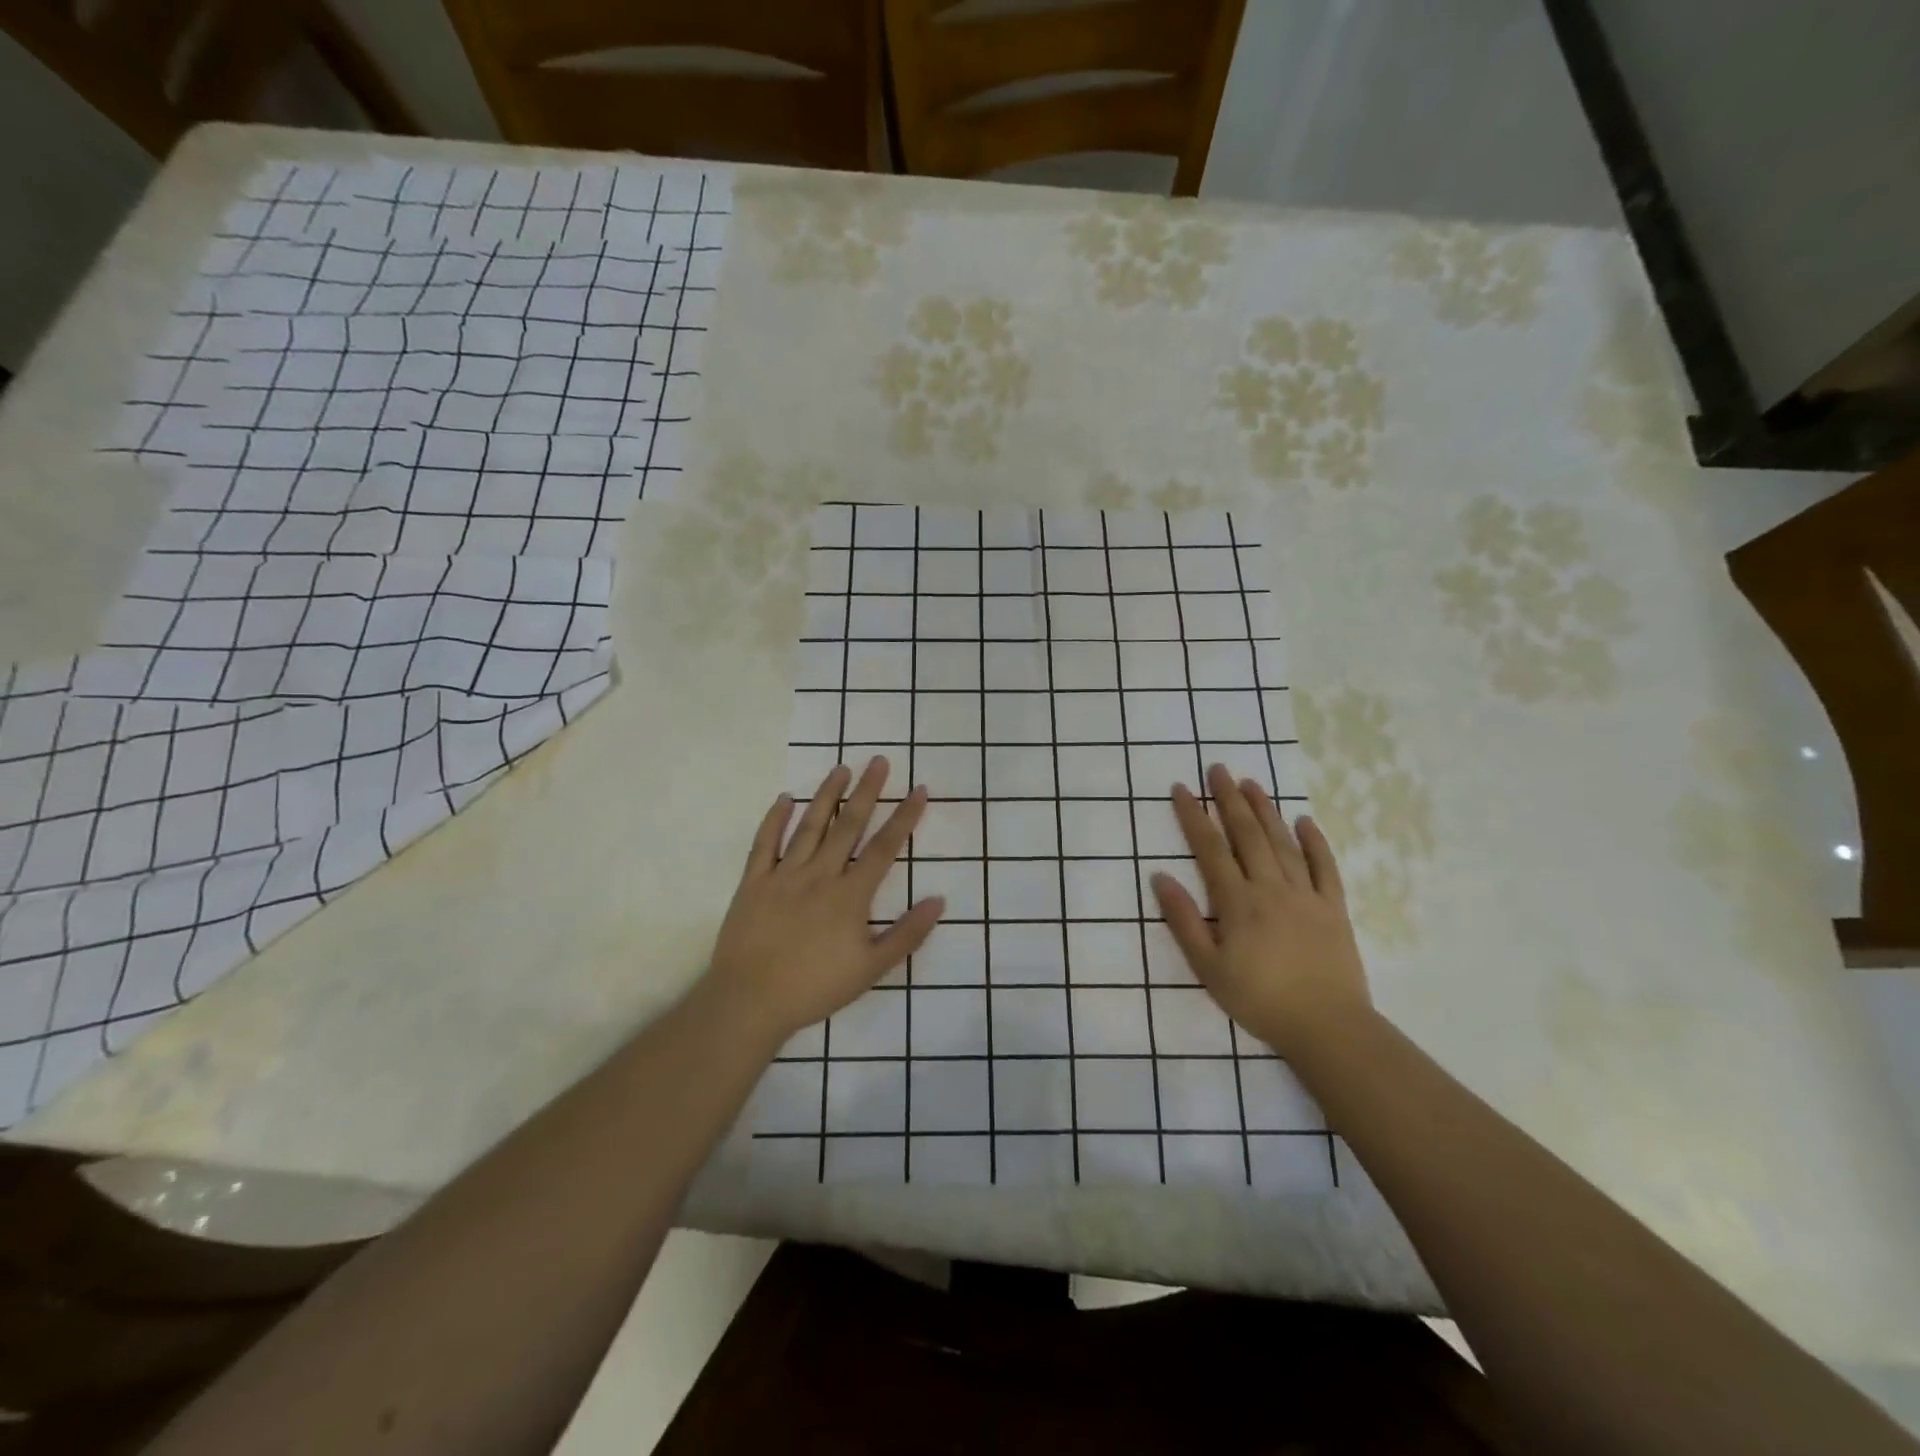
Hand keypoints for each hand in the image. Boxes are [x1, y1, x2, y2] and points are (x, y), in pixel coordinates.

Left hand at [707, 757, 944, 1048]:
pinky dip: (774, 819)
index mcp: (850, 895)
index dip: (904, 817)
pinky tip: (785, 798)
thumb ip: (907, 934)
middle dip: (867, 791)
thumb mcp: (871, 969)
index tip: (918, 790)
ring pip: (810, 826)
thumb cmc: (815, 988)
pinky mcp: (753, 882)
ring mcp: (784, 875)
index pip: (884, 847)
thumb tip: (939, 901)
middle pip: (848, 825)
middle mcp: (820, 875)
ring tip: (841, 769)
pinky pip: (764, 843)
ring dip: (827, 795)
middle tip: (879, 761)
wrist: (750, 1002)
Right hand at [1150, 764, 1372, 1058]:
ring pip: (1282, 843)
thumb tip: (1160, 877)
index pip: (1210, 848)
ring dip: (1265, 810)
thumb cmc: (1259, 999)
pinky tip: (1304, 821)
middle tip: (1218, 769)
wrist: (1327, 1026)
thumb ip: (1184, 921)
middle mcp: (1270, 888)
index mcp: (1237, 902)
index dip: (1194, 816)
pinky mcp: (1333, 908)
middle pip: (1247, 834)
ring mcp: (1305, 895)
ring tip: (1251, 783)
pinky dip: (1314, 842)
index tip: (1182, 788)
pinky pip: (1324, 867)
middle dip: (1229, 799)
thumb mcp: (1208, 967)